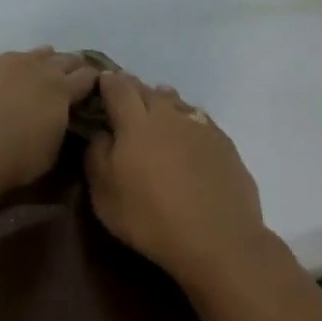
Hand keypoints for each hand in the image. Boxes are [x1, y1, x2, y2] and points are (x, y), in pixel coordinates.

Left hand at [0, 48, 99, 193]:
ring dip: (47, 61)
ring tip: (46, 71)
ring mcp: (12, 62)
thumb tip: (62, 128)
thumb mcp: (49, 156)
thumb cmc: (13, 158)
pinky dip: (20, 65)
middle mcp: (42, 69)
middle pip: (67, 59)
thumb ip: (60, 136)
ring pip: (39, 53)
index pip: (88, 78)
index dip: (96, 82)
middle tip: (76, 79)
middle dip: (75, 67)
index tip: (97, 90)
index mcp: (64, 91)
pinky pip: (13, 58)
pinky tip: (14, 74)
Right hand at [83, 71, 268, 287]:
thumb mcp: (104, 195)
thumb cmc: (150, 218)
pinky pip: (200, 122)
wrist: (217, 238)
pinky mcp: (224, 144)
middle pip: (148, 91)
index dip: (107, 82)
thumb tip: (101, 133)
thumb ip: (96, 156)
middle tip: (125, 102)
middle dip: (134, 91)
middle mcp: (169, 115)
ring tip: (156, 116)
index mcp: (135, 123)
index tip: (101, 83)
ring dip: (163, 104)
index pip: (118, 88)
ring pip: (177, 103)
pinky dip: (188, 123)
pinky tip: (187, 139)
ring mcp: (201, 127)